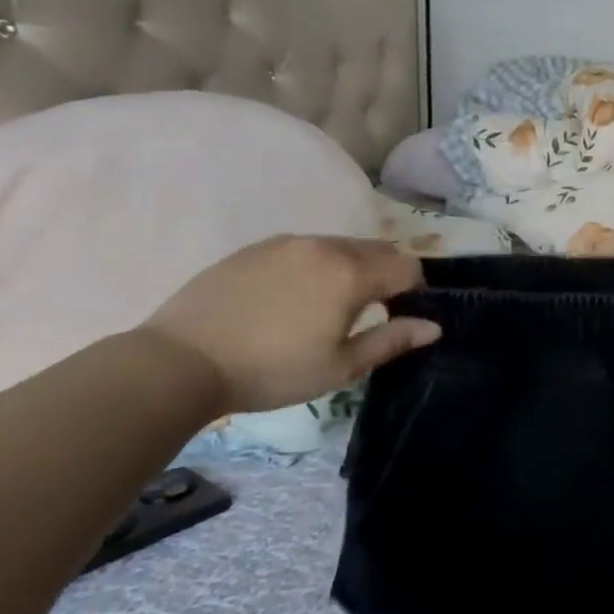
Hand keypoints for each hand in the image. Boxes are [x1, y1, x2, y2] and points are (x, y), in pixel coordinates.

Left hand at [141, 236, 438, 412]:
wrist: (180, 362)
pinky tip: (289, 298)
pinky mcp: (255, 248)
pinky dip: (313, 266)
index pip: (407, 266)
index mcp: (352, 273)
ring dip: (349, 268)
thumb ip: (392, 341)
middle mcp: (325, 246)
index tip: (398, 316)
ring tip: (325, 306)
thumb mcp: (340, 367)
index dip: (413, 290)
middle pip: (377, 250)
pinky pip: (304, 249)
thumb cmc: (271, 371)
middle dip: (384, 275)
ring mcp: (288, 242)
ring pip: (339, 246)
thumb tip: (434, 326)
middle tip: (366, 313)